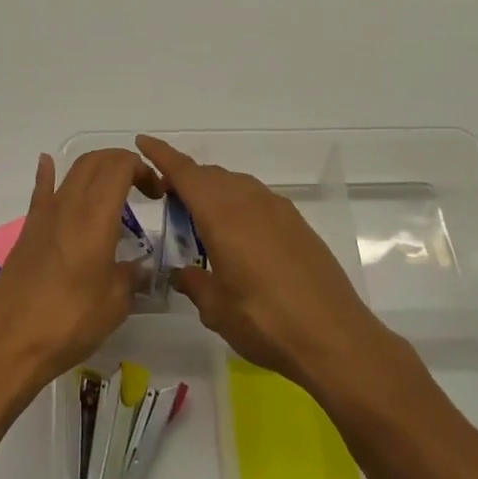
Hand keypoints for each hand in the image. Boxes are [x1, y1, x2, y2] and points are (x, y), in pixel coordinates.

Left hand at [0, 149, 161, 390]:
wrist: (11, 342)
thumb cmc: (70, 322)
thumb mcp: (116, 303)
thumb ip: (131, 275)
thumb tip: (137, 266)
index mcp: (95, 217)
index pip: (120, 166)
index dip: (142, 169)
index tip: (157, 192)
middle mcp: (69, 205)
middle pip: (95, 161)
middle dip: (122, 164)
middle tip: (141, 188)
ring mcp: (44, 215)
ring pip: (71, 172)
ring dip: (96, 170)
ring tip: (113, 188)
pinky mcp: (28, 230)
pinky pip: (41, 191)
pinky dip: (49, 173)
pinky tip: (49, 162)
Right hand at [136, 135, 387, 389]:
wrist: (335, 337)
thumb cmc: (265, 321)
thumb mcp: (216, 309)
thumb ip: (194, 283)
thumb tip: (183, 273)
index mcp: (223, 215)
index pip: (185, 173)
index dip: (162, 155)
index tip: (142, 141)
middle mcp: (250, 202)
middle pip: (210, 176)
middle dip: (185, 180)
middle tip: (166, 200)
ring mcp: (278, 210)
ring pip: (236, 185)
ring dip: (213, 193)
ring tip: (199, 221)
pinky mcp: (298, 225)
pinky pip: (257, 200)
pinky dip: (238, 205)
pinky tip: (237, 237)